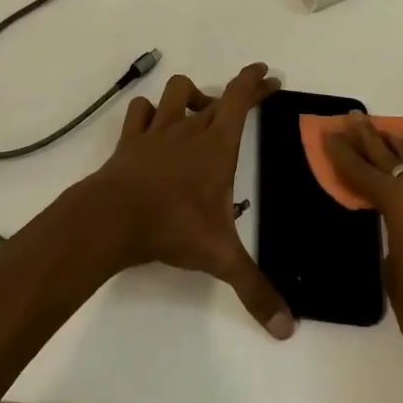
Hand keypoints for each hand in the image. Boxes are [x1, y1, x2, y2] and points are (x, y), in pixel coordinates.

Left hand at [82, 63, 294, 339]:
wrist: (114, 218)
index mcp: (217, 145)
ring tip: (199, 112)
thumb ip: (255, 289)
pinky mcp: (130, 140)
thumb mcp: (221, 257)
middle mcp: (189, 129)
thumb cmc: (173, 227)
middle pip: (215, 95)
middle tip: (249, 97)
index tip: (267, 73)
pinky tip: (153, 123)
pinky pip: (139, 111)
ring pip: (175, 91)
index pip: (240, 99)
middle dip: (236, 91)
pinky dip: (148, 111)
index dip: (254, 82)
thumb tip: (287, 330)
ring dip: (189, 95)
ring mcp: (156, 131)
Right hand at [324, 116, 402, 399]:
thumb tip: (401, 238)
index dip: (342, 153)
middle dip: (371, 138)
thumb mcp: (394, 278)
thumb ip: (393, 245)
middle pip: (393, 158)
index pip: (363, 172)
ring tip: (390, 134)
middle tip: (354, 118)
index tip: (329, 133)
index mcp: (402, 205)